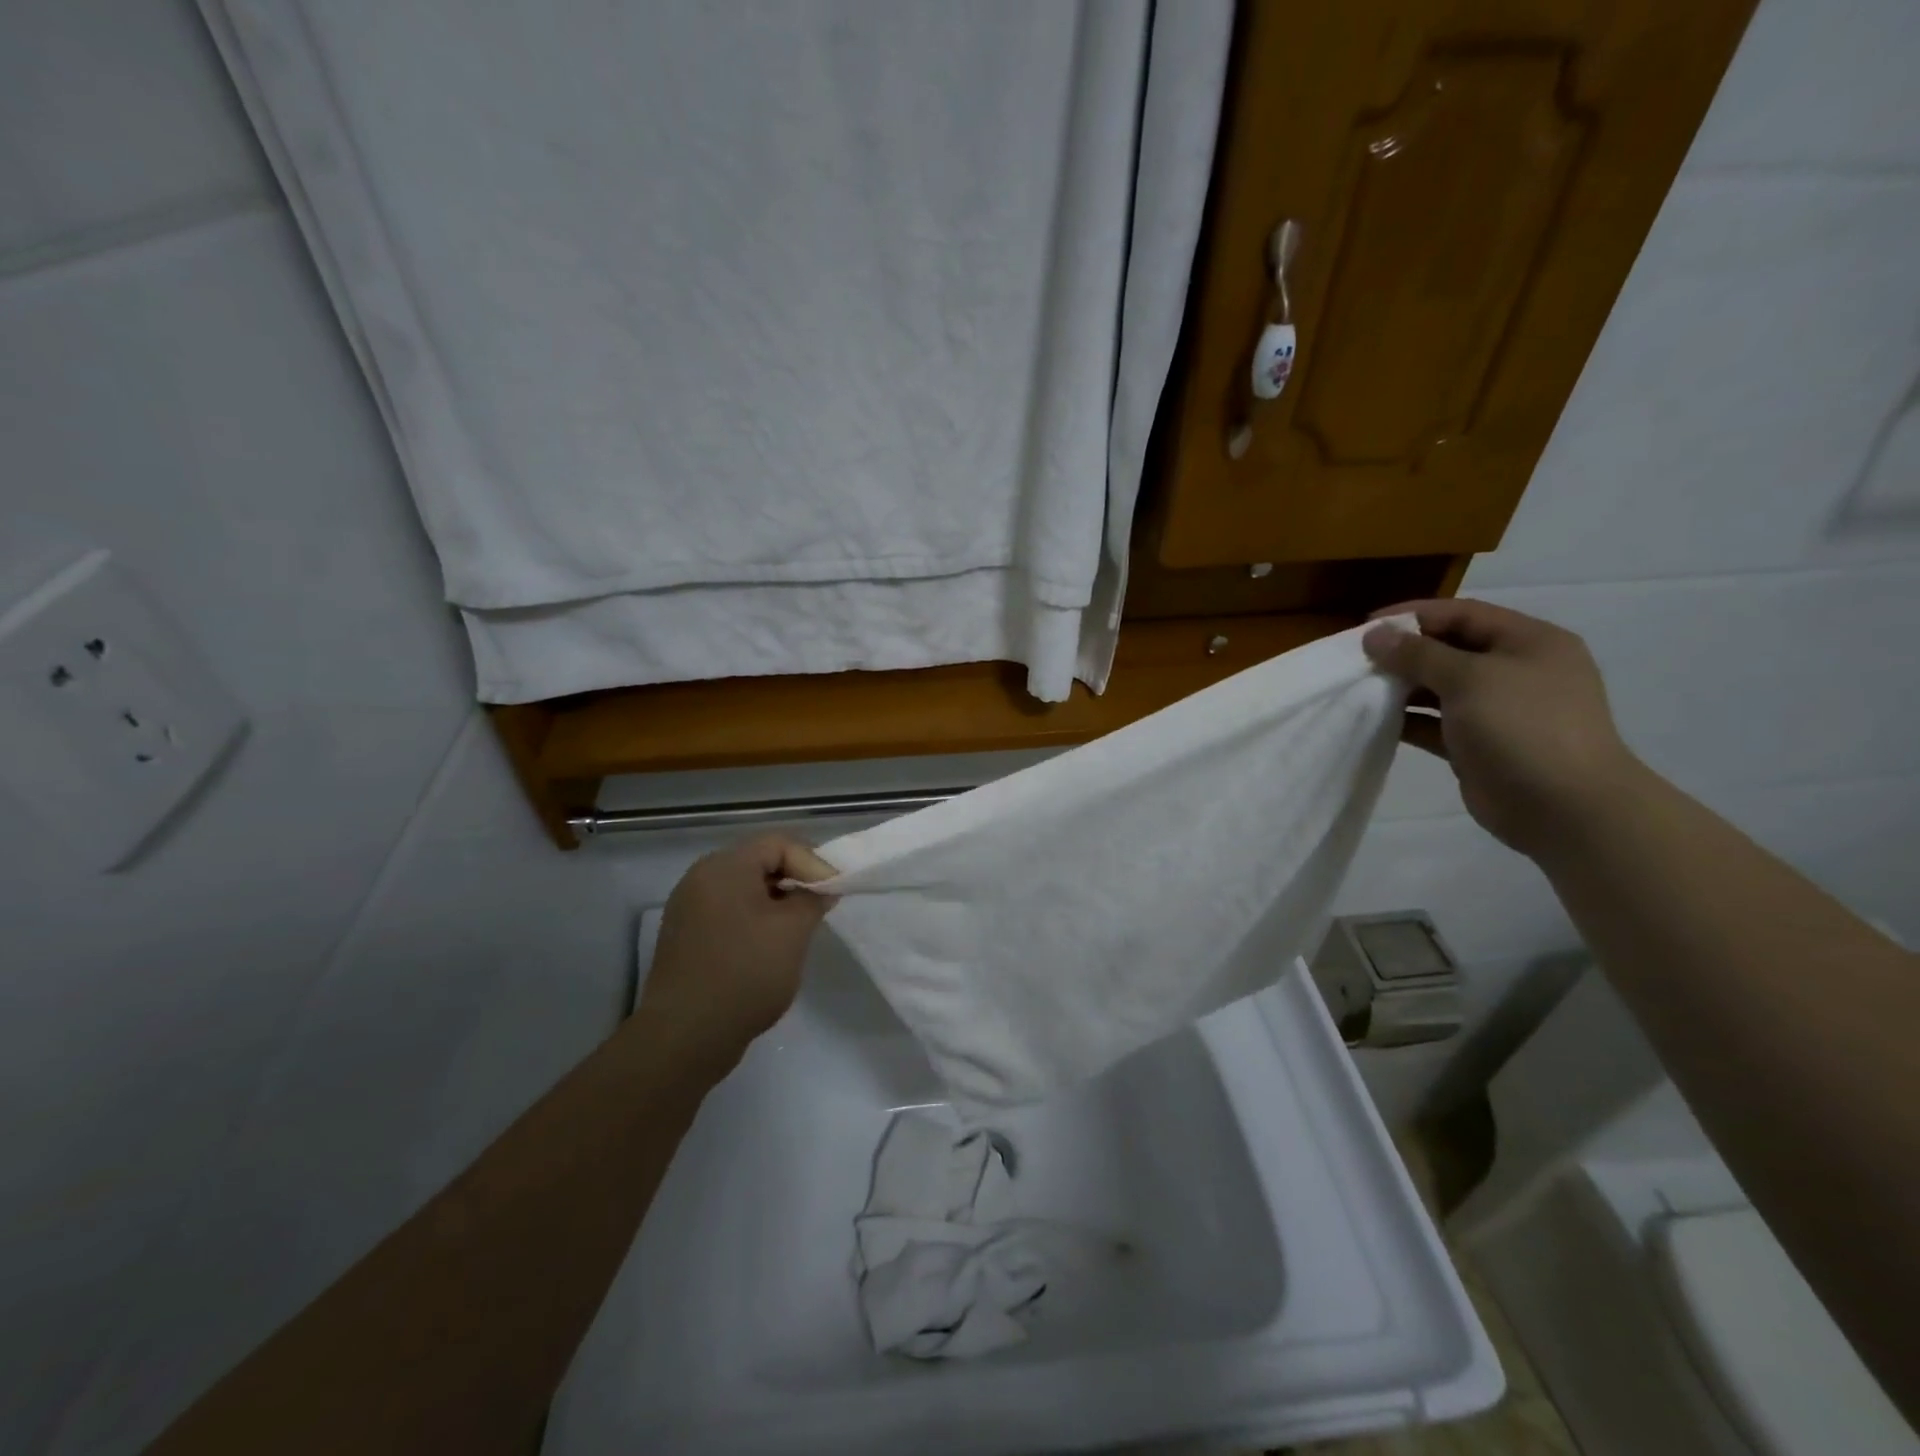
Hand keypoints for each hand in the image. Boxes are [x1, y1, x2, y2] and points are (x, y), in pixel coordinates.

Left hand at [637, 835, 838, 1068]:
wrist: (685, 1036)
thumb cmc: (745, 973)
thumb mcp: (793, 932)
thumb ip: (813, 900)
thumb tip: (822, 890)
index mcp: (724, 867)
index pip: (778, 843)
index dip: (813, 862)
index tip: (834, 892)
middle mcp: (701, 878)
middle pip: (759, 861)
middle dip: (796, 880)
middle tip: (821, 906)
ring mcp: (688, 908)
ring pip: (744, 888)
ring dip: (776, 901)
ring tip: (800, 927)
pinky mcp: (685, 936)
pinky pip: (728, 912)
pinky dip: (754, 919)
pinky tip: (769, 947)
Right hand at [1362, 599, 1646, 857]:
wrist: (1563, 807)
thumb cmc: (1522, 727)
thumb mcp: (1469, 679)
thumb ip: (1418, 655)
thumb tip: (1374, 635)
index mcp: (1529, 642)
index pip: (1463, 614)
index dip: (1413, 615)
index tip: (1366, 627)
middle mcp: (1516, 670)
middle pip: (1450, 649)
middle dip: (1404, 653)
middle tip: (1358, 660)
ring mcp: (1499, 710)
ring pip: (1440, 687)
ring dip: (1402, 687)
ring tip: (1361, 689)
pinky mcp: (1479, 744)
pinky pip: (1435, 722)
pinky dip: (1407, 719)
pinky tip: (1376, 720)